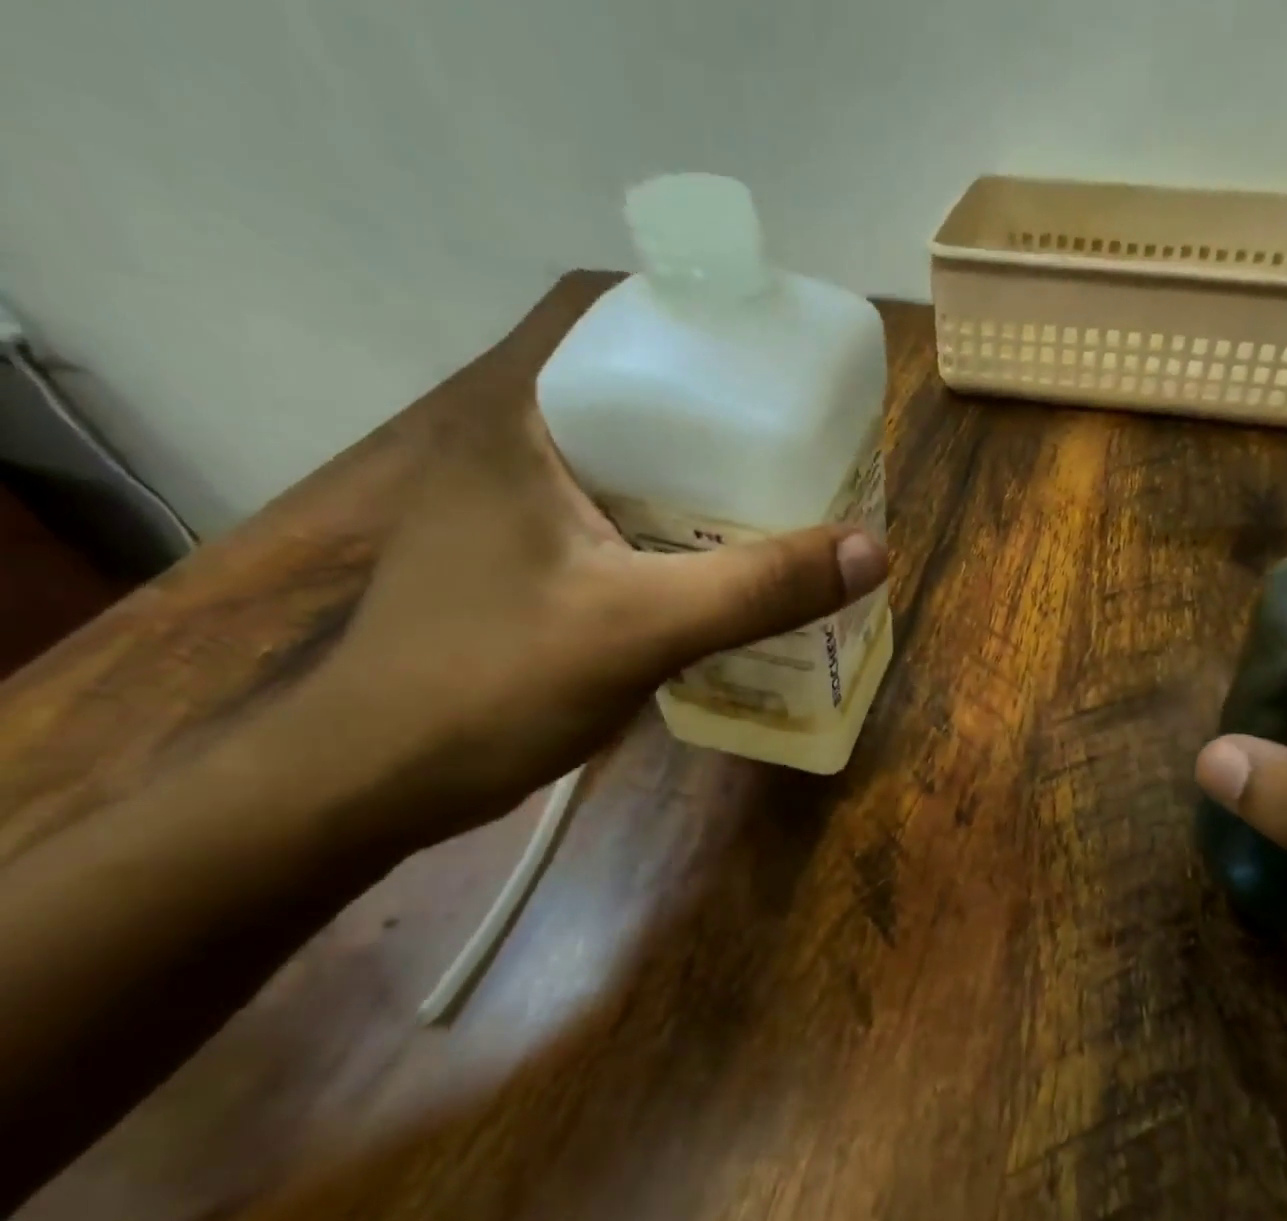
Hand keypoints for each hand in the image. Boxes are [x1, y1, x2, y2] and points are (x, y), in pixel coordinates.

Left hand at [299, 401, 885, 840]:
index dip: (721, 355)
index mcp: (527, 422)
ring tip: (790, 517)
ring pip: (642, 484)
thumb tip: (873, 550)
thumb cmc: (492, 684)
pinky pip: (629, 537)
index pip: (635, 342)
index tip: (795, 389)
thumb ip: (754, 588)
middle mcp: (521, 452)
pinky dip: (683, 550)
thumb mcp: (638, 628)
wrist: (380, 779)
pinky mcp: (535, 570)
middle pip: (651, 419)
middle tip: (813, 464)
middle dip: (734, 442)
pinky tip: (729, 581)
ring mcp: (524, 516)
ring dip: (711, 501)